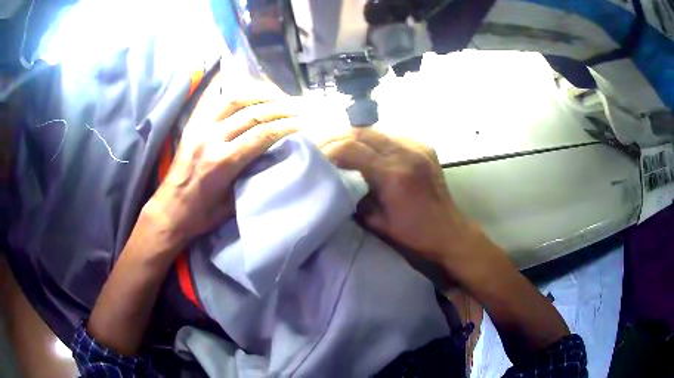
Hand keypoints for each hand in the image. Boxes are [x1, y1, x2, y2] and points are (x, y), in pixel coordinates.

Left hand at [146, 75, 298, 249]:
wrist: (169, 210)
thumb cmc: (201, 214)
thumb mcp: (232, 203)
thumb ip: (252, 176)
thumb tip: (274, 156)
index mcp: (223, 162)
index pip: (262, 134)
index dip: (286, 126)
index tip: (303, 122)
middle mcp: (211, 138)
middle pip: (252, 113)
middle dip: (279, 108)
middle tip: (296, 107)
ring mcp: (200, 127)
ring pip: (234, 99)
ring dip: (259, 94)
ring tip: (277, 95)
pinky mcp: (192, 124)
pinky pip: (216, 100)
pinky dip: (236, 93)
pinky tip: (249, 93)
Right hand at [320, 128, 479, 263]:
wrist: (449, 232)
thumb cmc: (413, 235)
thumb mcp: (376, 223)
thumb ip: (355, 199)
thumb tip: (338, 181)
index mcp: (394, 174)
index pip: (352, 149)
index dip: (329, 150)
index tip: (315, 157)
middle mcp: (406, 153)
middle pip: (363, 132)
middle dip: (338, 138)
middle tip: (322, 148)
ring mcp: (418, 147)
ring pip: (377, 131)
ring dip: (355, 138)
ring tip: (341, 148)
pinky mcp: (425, 147)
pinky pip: (392, 136)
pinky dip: (374, 141)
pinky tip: (368, 151)